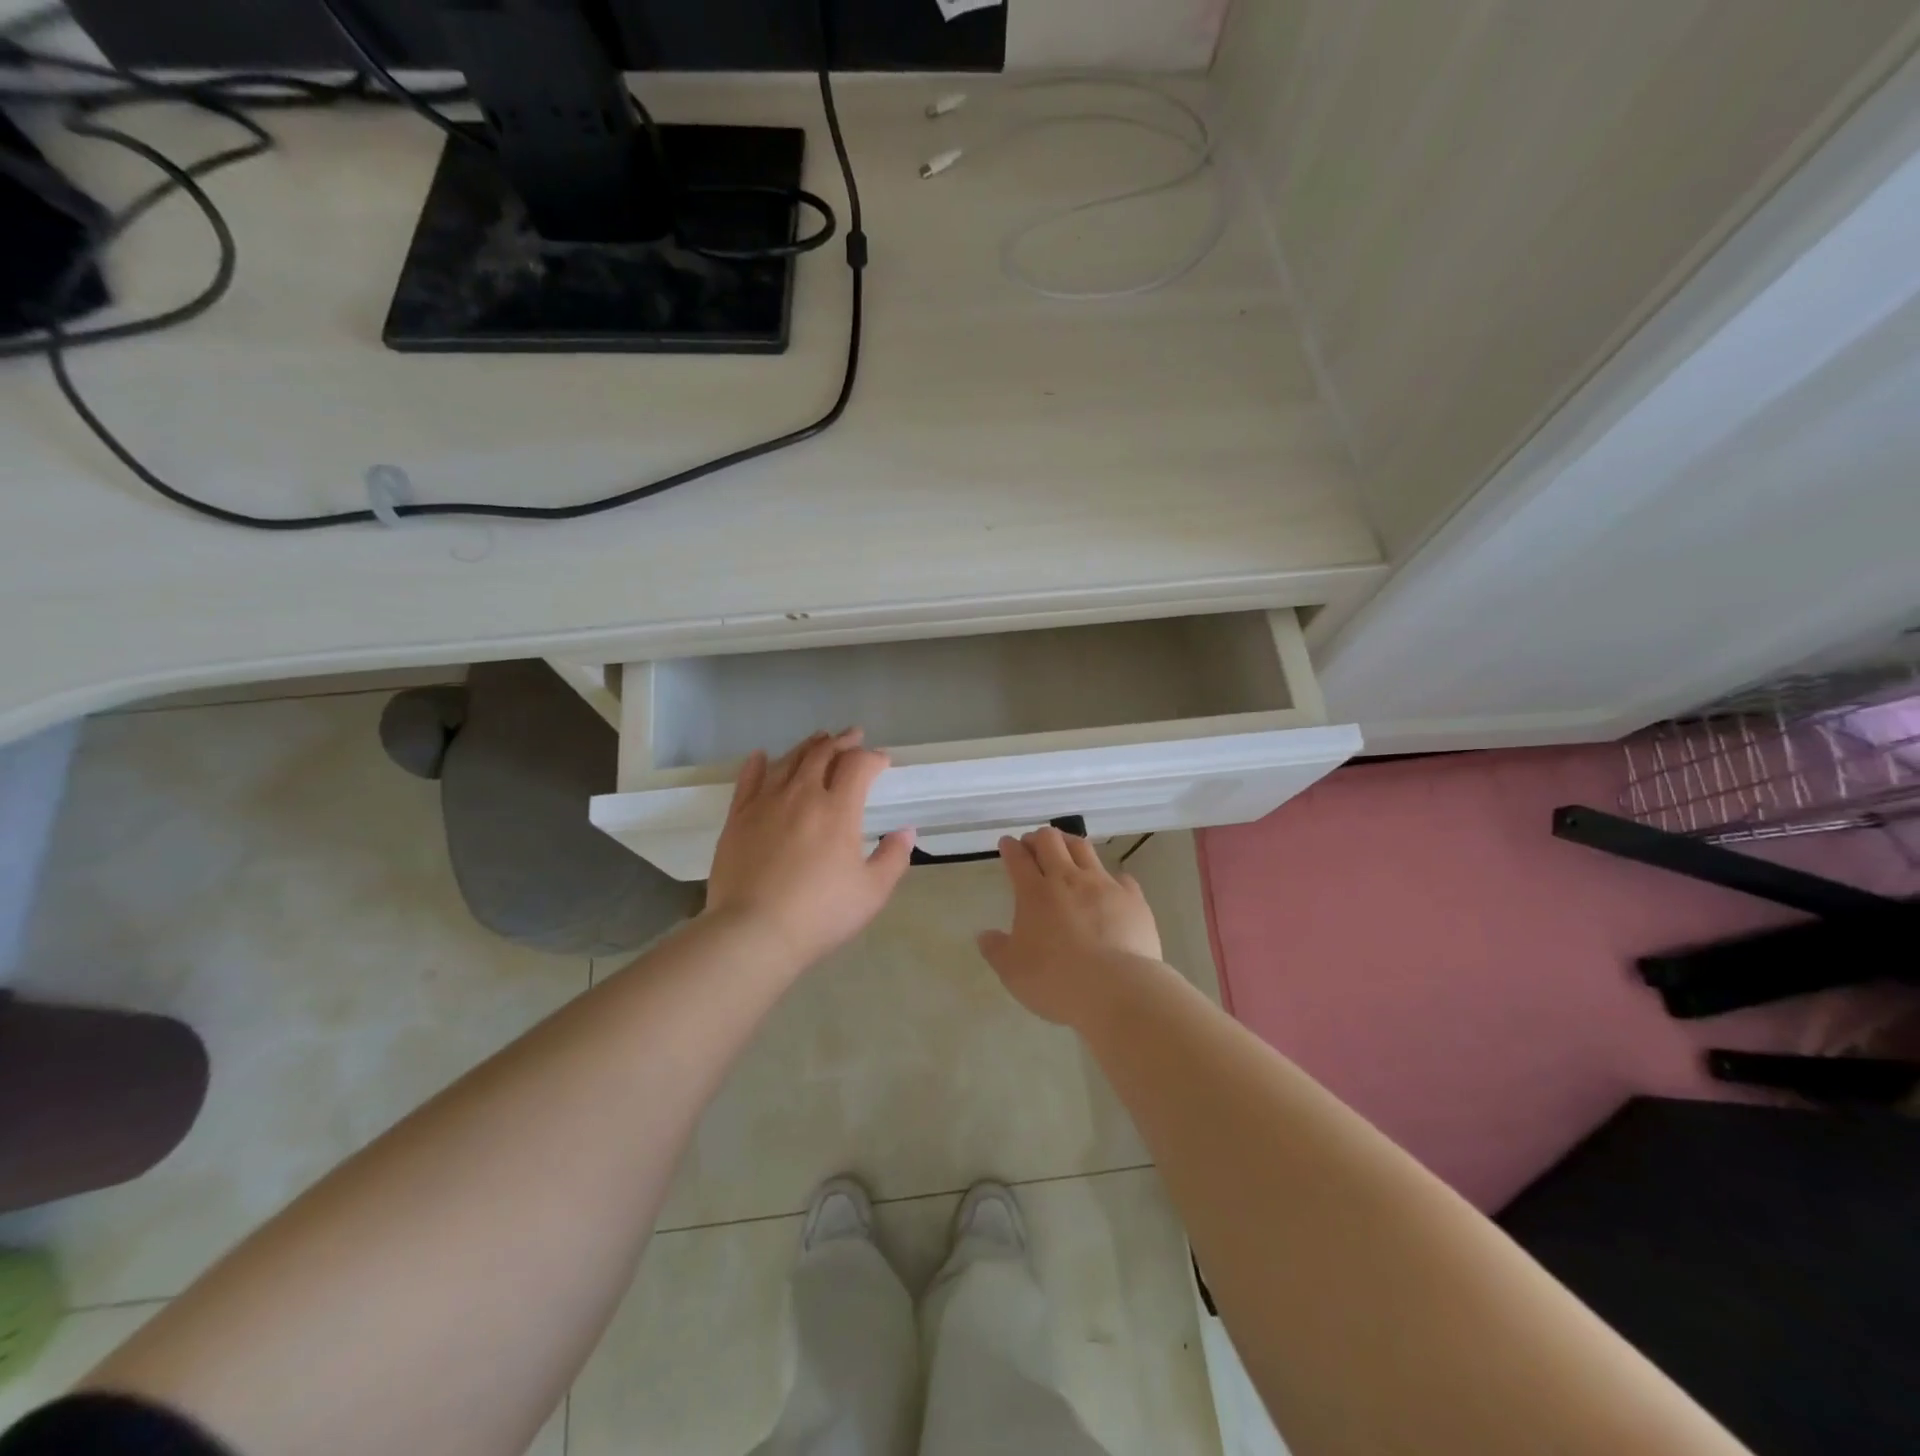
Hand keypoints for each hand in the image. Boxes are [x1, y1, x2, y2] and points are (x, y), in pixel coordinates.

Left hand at [704, 729, 914, 970]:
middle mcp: (802, 795)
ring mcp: (765, 803)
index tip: (882, 761)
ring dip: (807, 746)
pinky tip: (762, 757)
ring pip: (788, 761)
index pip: (858, 766)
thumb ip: (893, 858)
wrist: (754, 932)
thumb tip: (905, 832)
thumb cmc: (820, 913)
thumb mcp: (872, 892)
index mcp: (838, 810)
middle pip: (822, 753)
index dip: (873, 758)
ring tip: (818, 740)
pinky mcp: (737, 818)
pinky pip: (748, 780)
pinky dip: (758, 764)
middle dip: (842, 741)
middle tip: (852, 737)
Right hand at [977, 827, 1163, 1026]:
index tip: (1007, 843)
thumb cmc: (1055, 980)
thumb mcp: (1012, 971)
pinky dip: (1111, 878)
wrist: (1116, 988)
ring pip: (1083, 848)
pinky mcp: (1132, 898)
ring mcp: (1103, 884)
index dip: (1010, 847)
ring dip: (1070, 843)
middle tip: (1033, 844)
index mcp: (1034, 893)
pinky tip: (1110, 887)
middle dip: (1038, 837)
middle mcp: (1067, 879)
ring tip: (1066, 849)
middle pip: (1050, 841)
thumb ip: (996, 949)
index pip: (1018, 858)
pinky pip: (1120, 877)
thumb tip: (984, 935)